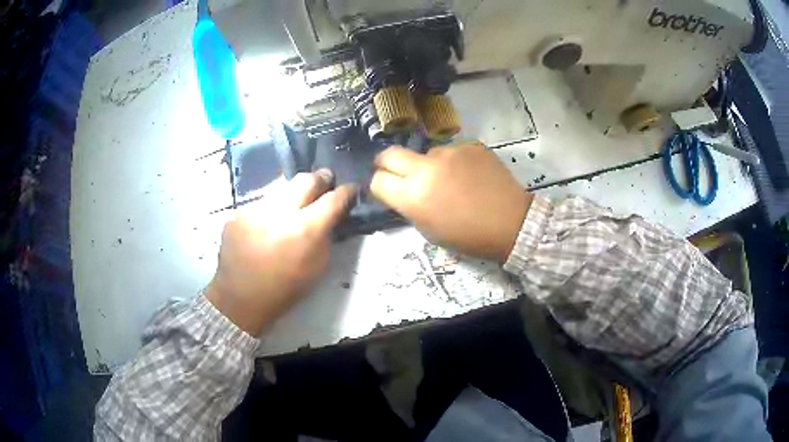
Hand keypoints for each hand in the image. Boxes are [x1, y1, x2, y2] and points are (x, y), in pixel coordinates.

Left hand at [205, 170, 354, 334]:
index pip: (333, 199)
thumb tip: (331, 215)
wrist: (240, 299)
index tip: (351, 188)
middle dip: (320, 179)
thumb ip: (326, 236)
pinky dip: (269, 210)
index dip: (346, 191)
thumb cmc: (285, 289)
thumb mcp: (317, 267)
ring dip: (292, 194)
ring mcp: (254, 209)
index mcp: (304, 229)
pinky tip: (266, 226)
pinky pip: (261, 203)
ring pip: (281, 188)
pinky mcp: (238, 213)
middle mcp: (279, 211)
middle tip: (325, 181)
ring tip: (292, 208)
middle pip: (306, 180)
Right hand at [370, 142, 531, 261]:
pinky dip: (453, 162)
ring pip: (425, 153)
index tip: (386, 189)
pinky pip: (451, 151)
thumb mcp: (430, 230)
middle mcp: (425, 168)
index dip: (379, 186)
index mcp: (413, 196)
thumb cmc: (469, 237)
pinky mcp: (470, 145)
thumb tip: (401, 192)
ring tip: (448, 179)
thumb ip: (410, 206)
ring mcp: (449, 152)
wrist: (512, 223)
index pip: (378, 180)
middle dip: (386, 163)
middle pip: (389, 154)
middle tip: (395, 171)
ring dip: (427, 164)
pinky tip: (468, 175)